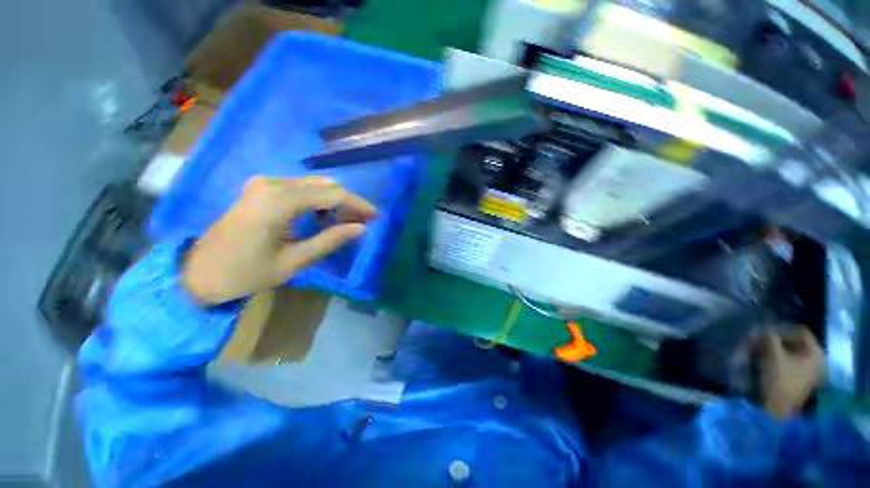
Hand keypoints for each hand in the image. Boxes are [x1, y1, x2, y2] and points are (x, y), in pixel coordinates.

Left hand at [182, 176, 376, 304]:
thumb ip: (331, 240)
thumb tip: (362, 228)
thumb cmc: (246, 273)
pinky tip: (323, 217)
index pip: (332, 194)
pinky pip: (300, 188)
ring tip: (346, 222)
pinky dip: (319, 200)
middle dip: (348, 202)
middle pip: (325, 185)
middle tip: (363, 222)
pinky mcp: (261, 189)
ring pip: (314, 184)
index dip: (358, 204)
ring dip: (335, 201)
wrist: (197, 273)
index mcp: (279, 201)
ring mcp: (264, 184)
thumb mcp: (294, 261)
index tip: (376, 216)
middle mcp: (272, 183)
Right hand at [752, 326, 824, 419]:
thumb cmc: (778, 380)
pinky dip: (781, 358)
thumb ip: (769, 337)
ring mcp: (813, 371)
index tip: (765, 333)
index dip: (782, 329)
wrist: (778, 409)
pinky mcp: (804, 379)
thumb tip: (762, 327)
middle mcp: (819, 360)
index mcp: (816, 352)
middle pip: (798, 342)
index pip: (800, 331)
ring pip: (794, 352)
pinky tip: (769, 362)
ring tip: (762, 351)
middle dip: (778, 340)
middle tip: (761, 341)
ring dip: (777, 349)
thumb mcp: (772, 355)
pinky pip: (793, 361)